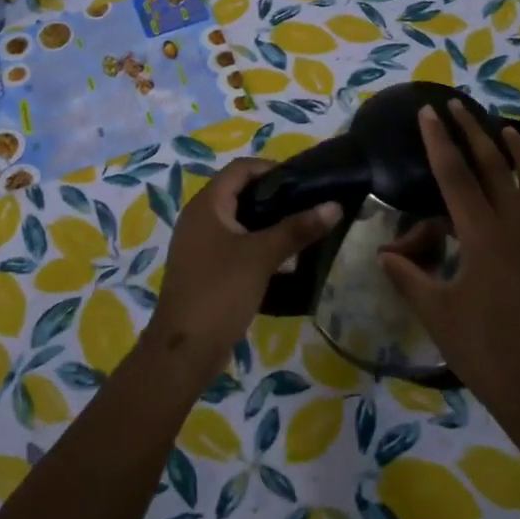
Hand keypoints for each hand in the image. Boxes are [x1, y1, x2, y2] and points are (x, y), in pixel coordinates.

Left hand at [150, 159, 340, 378]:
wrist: (184, 350)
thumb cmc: (220, 291)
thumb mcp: (262, 257)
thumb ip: (297, 229)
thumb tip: (334, 206)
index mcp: (206, 205)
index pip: (241, 168)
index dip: (272, 169)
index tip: (304, 183)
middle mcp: (199, 218)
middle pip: (240, 193)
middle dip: (274, 197)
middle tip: (308, 207)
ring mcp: (200, 245)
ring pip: (239, 221)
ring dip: (267, 223)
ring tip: (301, 231)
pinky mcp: (205, 269)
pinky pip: (234, 245)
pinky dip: (257, 245)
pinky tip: (282, 260)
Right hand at [379, 104, 519, 419]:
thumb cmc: (483, 350)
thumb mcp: (436, 312)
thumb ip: (409, 275)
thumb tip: (383, 253)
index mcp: (484, 237)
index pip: (456, 177)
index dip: (439, 142)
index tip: (428, 112)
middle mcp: (517, 228)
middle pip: (494, 166)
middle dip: (473, 132)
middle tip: (457, 104)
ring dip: (515, 149)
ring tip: (503, 128)